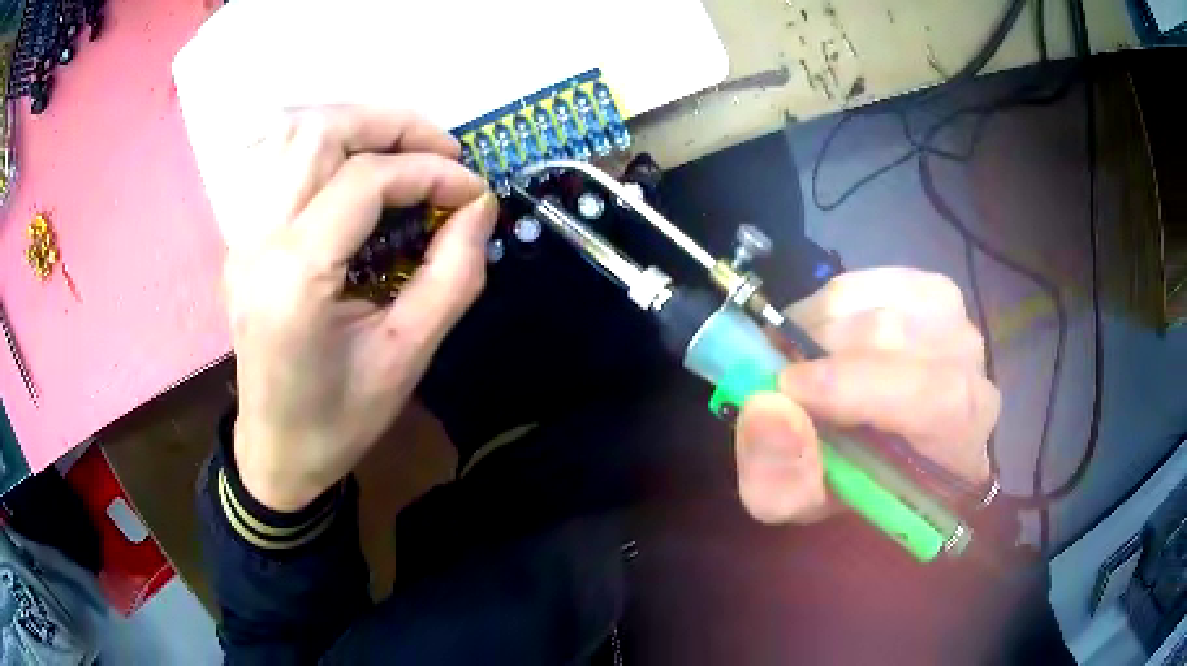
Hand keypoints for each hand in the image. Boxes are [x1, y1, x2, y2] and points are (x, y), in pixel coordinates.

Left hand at [222, 106, 497, 511]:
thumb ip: (453, 275)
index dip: (430, 170)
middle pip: (319, 132)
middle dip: (391, 125)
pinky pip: (283, 164)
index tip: (473, 190)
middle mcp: (257, 241)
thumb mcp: (408, 357)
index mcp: (294, 278)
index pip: (363, 180)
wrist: (275, 452)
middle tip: (441, 150)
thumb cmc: (340, 420)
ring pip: (295, 137)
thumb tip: (479, 205)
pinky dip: (331, 150)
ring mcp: (243, 236)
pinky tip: (362, 175)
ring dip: (359, 129)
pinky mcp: (243, 239)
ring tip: (406, 154)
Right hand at [733, 267, 998, 523]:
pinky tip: (821, 336)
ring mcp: (955, 321)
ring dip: (817, 328)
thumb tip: (767, 408)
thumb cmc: (857, 482)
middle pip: (896, 336)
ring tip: (799, 361)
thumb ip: (780, 479)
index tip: (789, 389)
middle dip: (819, 351)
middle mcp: (972, 370)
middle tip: (778, 376)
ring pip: (874, 302)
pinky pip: (867, 282)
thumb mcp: (806, 505)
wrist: (889, 445)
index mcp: (960, 440)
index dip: (857, 385)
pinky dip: (827, 304)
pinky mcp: (929, 289)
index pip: (933, 396)